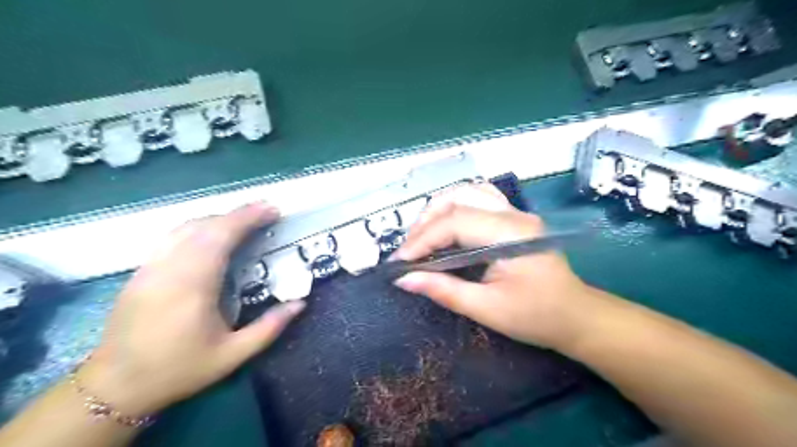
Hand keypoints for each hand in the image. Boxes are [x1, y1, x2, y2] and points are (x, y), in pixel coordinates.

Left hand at [79, 204, 305, 417]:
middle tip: (266, 211)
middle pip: (205, 226)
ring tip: (244, 221)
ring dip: (218, 219)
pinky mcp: (140, 272)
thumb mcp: (233, 355)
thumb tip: (300, 303)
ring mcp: (150, 268)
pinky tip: (212, 235)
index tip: (272, 210)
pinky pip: (172, 238)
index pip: (221, 237)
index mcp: (193, 286)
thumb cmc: (179, 369)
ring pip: (186, 227)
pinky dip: (198, 228)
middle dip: (239, 214)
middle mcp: (169, 269)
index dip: (248, 218)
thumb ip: (269, 327)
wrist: (115, 386)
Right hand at [392, 183, 597, 348]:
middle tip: (409, 250)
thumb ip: (444, 290)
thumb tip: (404, 279)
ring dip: (438, 210)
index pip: (455, 222)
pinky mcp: (514, 219)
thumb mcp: (487, 309)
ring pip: (467, 192)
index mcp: (511, 234)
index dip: (423, 240)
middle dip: (426, 221)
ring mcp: (516, 213)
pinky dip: (455, 207)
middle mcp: (514, 215)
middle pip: (459, 198)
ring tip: (421, 236)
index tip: (400, 262)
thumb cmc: (536, 317)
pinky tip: (445, 225)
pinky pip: (478, 199)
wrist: (576, 317)